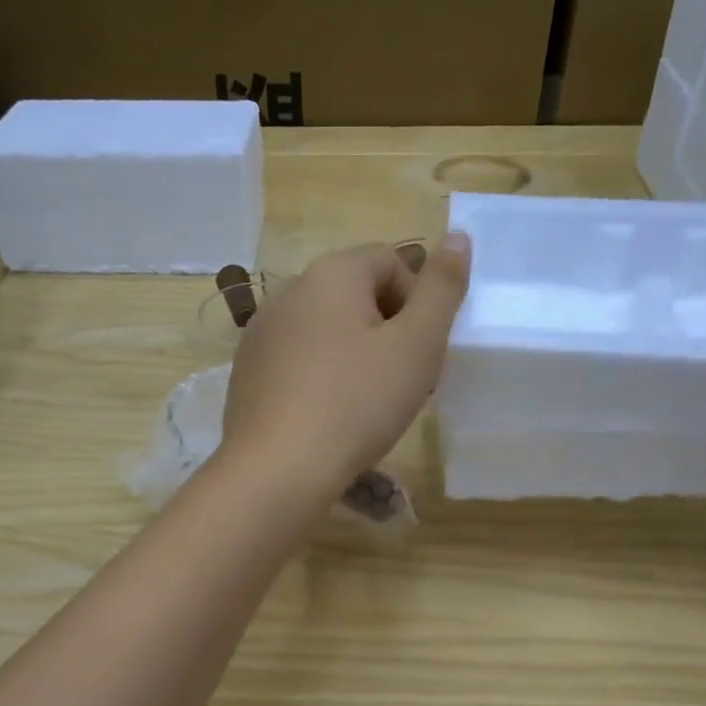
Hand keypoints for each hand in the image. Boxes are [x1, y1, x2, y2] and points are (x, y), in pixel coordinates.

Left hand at [220, 235, 471, 497]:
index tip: (421, 351)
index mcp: (331, 273)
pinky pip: (298, 361)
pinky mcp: (248, 372)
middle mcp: (288, 291)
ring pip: (327, 330)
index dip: (418, 302)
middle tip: (402, 381)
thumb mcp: (417, 345)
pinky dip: (322, 377)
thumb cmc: (357, 402)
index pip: (390, 261)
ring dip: (356, 355)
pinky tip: (329, 417)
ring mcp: (261, 333)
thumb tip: (458, 237)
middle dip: (388, 330)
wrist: (279, 468)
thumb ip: (442, 289)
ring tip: (368, 404)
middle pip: (356, 295)